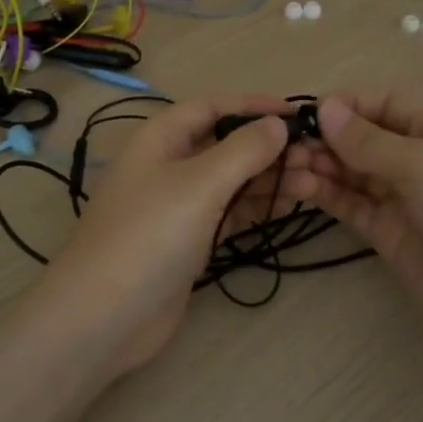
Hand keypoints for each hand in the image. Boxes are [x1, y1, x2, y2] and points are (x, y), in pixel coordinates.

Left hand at [23, 95, 307, 374]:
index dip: (254, 105)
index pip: (212, 106)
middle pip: (224, 144)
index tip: (299, 113)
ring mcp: (177, 206)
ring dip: (268, 179)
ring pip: (230, 181)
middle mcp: (167, 165)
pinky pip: (228, 213)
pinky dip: (256, 208)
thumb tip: (277, 124)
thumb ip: (243, 150)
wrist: (105, 316)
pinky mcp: (187, 241)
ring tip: (315, 183)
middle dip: (268, 147)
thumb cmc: (150, 235)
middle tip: (317, 157)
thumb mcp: (199, 184)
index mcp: (160, 138)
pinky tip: (289, 206)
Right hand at [282, 91, 422, 391]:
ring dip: (318, 165)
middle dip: (322, 138)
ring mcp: (401, 194)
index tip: (297, 115)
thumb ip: (368, 141)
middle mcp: (416, 154)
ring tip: (282, 167)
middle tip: (279, 148)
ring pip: (349, 170)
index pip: (378, 102)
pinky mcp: (388, 231)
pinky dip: (324, 194)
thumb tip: (324, 108)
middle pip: (359, 136)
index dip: (339, 106)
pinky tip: (297, 186)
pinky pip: (350, 203)